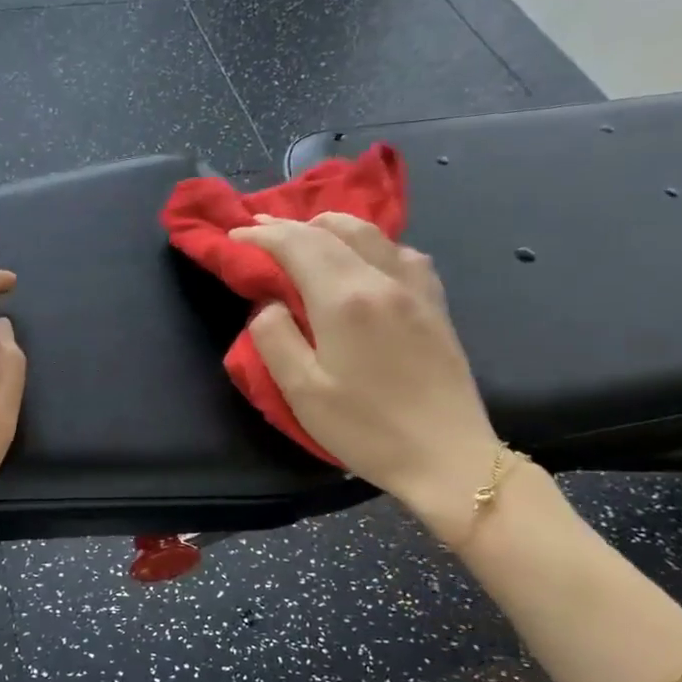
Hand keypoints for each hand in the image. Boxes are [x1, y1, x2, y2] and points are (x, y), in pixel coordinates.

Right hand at [230, 214, 500, 537]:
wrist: (447, 457)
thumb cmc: (366, 429)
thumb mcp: (302, 391)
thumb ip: (274, 338)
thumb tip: (268, 304)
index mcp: (345, 299)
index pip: (297, 246)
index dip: (262, 236)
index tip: (235, 236)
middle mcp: (382, 280)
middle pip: (332, 231)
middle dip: (290, 224)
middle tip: (259, 228)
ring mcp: (415, 288)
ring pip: (371, 233)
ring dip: (331, 225)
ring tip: (306, 232)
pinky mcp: (435, 304)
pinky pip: (401, 252)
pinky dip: (371, 242)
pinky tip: (365, 256)